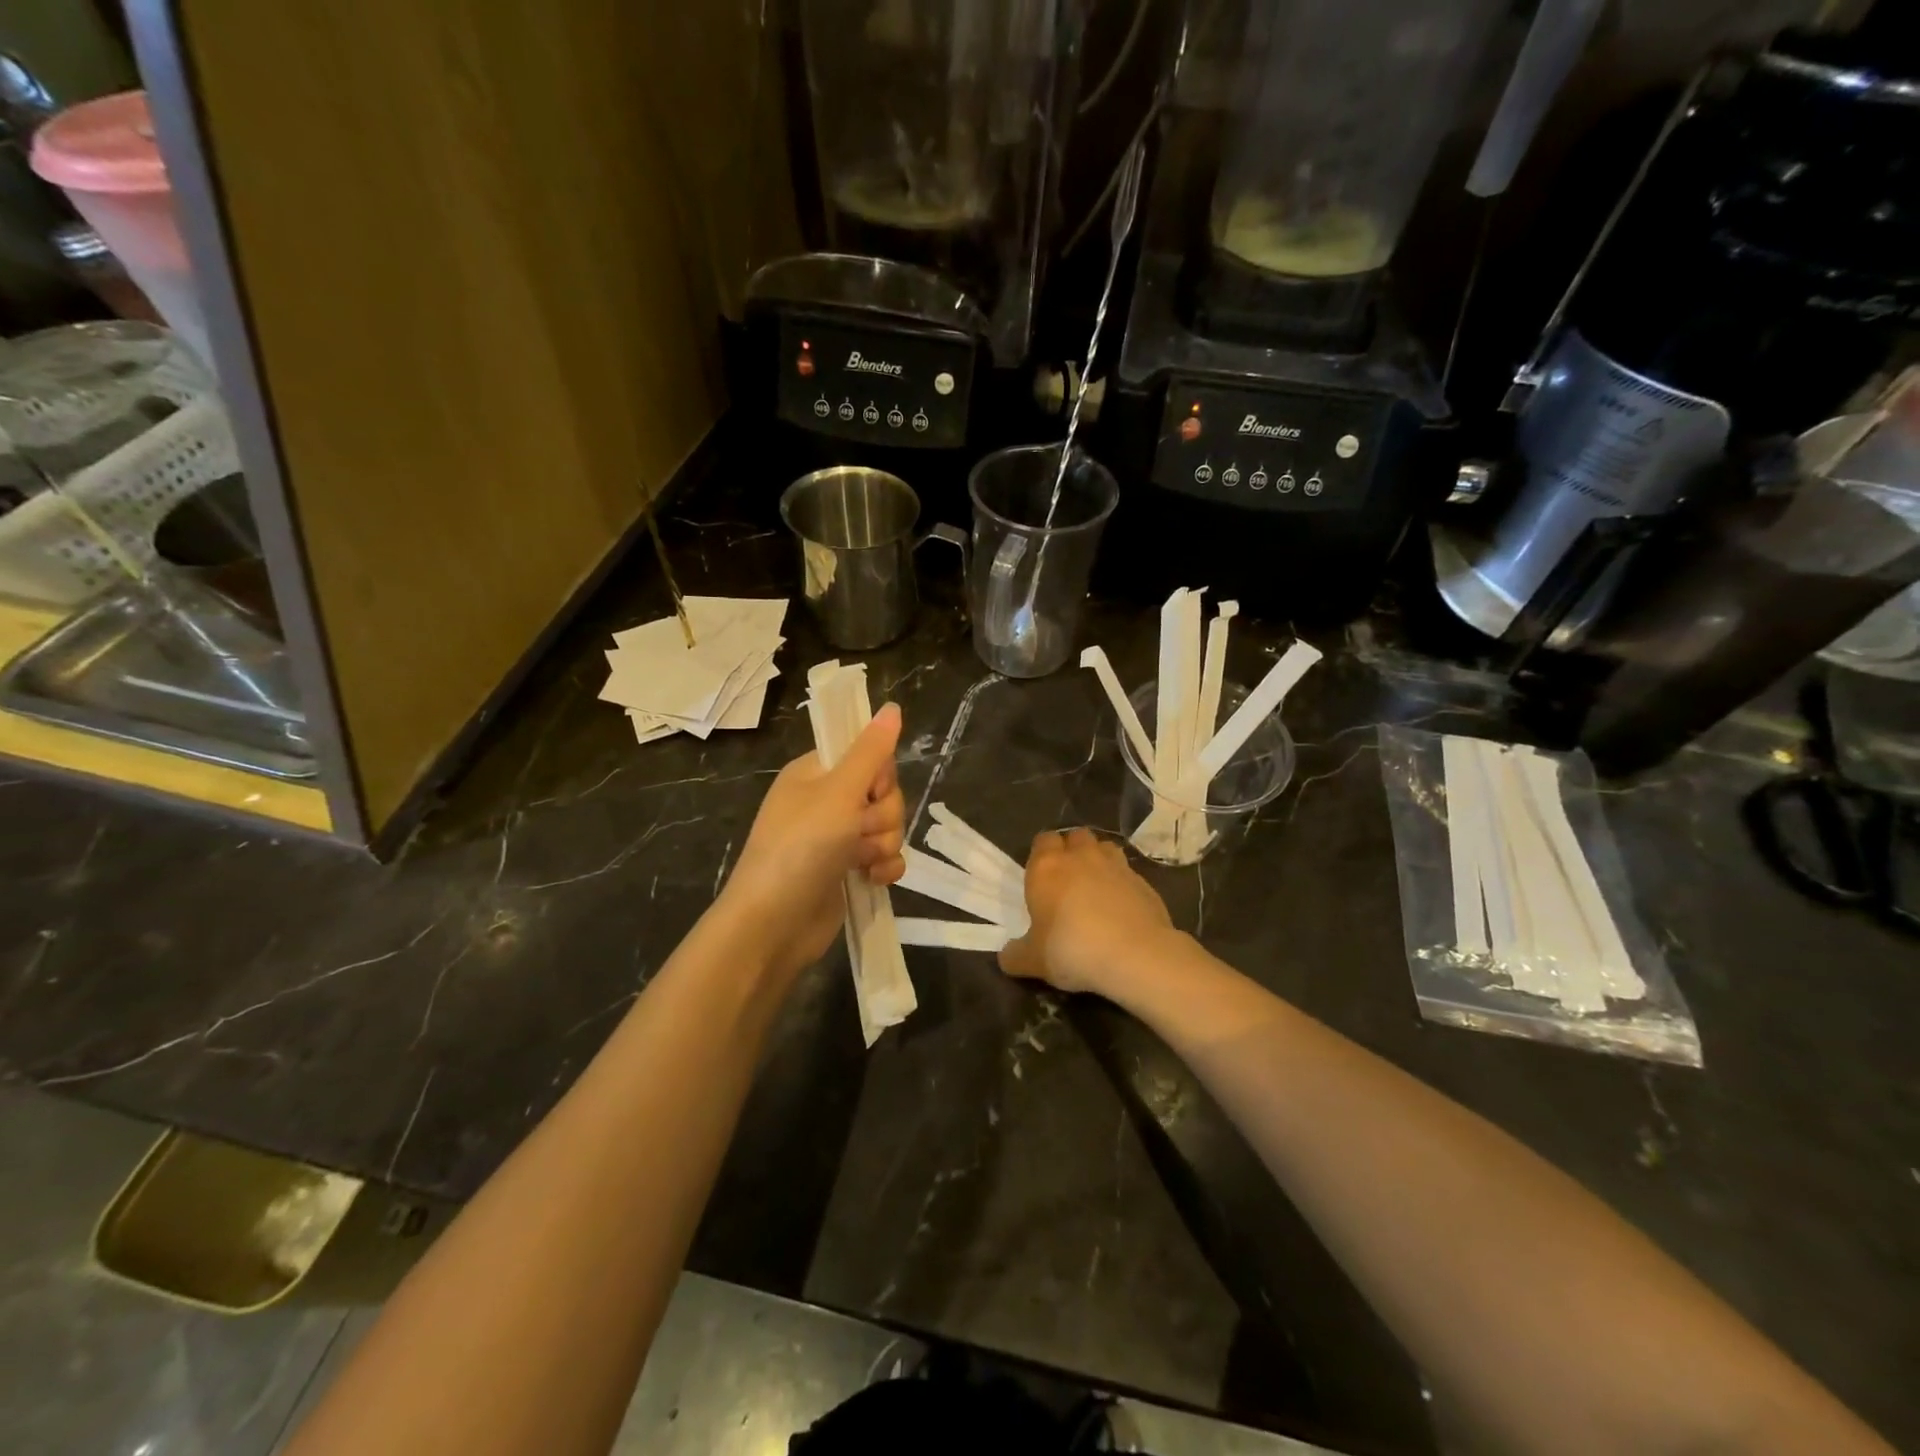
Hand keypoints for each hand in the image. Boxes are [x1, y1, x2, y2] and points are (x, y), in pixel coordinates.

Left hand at [717, 703, 906, 979]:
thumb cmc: (801, 848)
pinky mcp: (847, 870)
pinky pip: (884, 856)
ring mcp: (837, 837)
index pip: (867, 754)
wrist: (774, 924)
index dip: (879, 774)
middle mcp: (826, 801)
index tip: (871, 790)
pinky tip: (872, 879)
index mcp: (816, 773)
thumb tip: (893, 707)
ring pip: (887, 826)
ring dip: (883, 844)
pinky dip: (884, 867)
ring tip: (860, 861)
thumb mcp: (838, 792)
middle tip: (859, 830)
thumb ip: (871, 751)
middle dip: (882, 815)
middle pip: (883, 792)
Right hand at [998, 828, 1177, 995]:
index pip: (1042, 840)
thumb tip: (1007, 956)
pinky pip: (1128, 874)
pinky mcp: (1144, 882)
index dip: (1042, 854)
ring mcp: (1116, 866)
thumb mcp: (1033, 961)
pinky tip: (1122, 909)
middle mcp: (1081, 857)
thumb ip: (1016, 955)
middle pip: (1075, 836)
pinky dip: (1123, 884)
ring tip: (1096, 887)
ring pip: (1105, 847)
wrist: (1134, 955)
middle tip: (1068, 880)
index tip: (1042, 876)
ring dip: (1099, 860)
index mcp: (1047, 867)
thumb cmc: (1071, 949)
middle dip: (1072, 851)